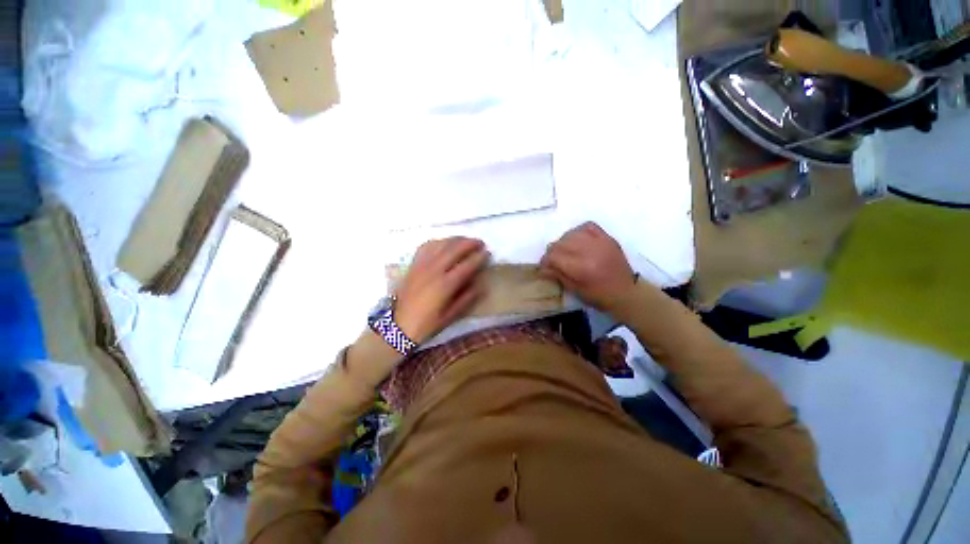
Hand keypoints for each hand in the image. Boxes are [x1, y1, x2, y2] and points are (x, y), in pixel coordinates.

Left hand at [394, 237, 488, 343]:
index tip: (487, 253)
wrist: (398, 326)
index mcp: (445, 285)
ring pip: (441, 244)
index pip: (466, 265)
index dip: (479, 257)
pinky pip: (426, 246)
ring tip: (465, 241)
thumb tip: (481, 283)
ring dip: (455, 239)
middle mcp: (434, 270)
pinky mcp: (413, 265)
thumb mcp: (451, 316)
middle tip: (480, 243)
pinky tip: (444, 243)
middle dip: (470, 243)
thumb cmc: (427, 324)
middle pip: (454, 249)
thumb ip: (467, 298)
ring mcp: (422, 265)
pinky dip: (438, 241)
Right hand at [539, 222, 636, 311]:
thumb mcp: (575, 290)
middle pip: (560, 243)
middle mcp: (589, 251)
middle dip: (553, 251)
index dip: (545, 260)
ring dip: (564, 241)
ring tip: (565, 250)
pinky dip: (578, 231)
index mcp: (581, 268)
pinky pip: (588, 226)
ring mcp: (600, 242)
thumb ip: (557, 275)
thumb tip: (542, 267)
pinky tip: (577, 240)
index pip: (554, 255)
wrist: (627, 292)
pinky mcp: (607, 238)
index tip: (544, 266)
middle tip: (553, 260)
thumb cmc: (599, 296)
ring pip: (572, 233)